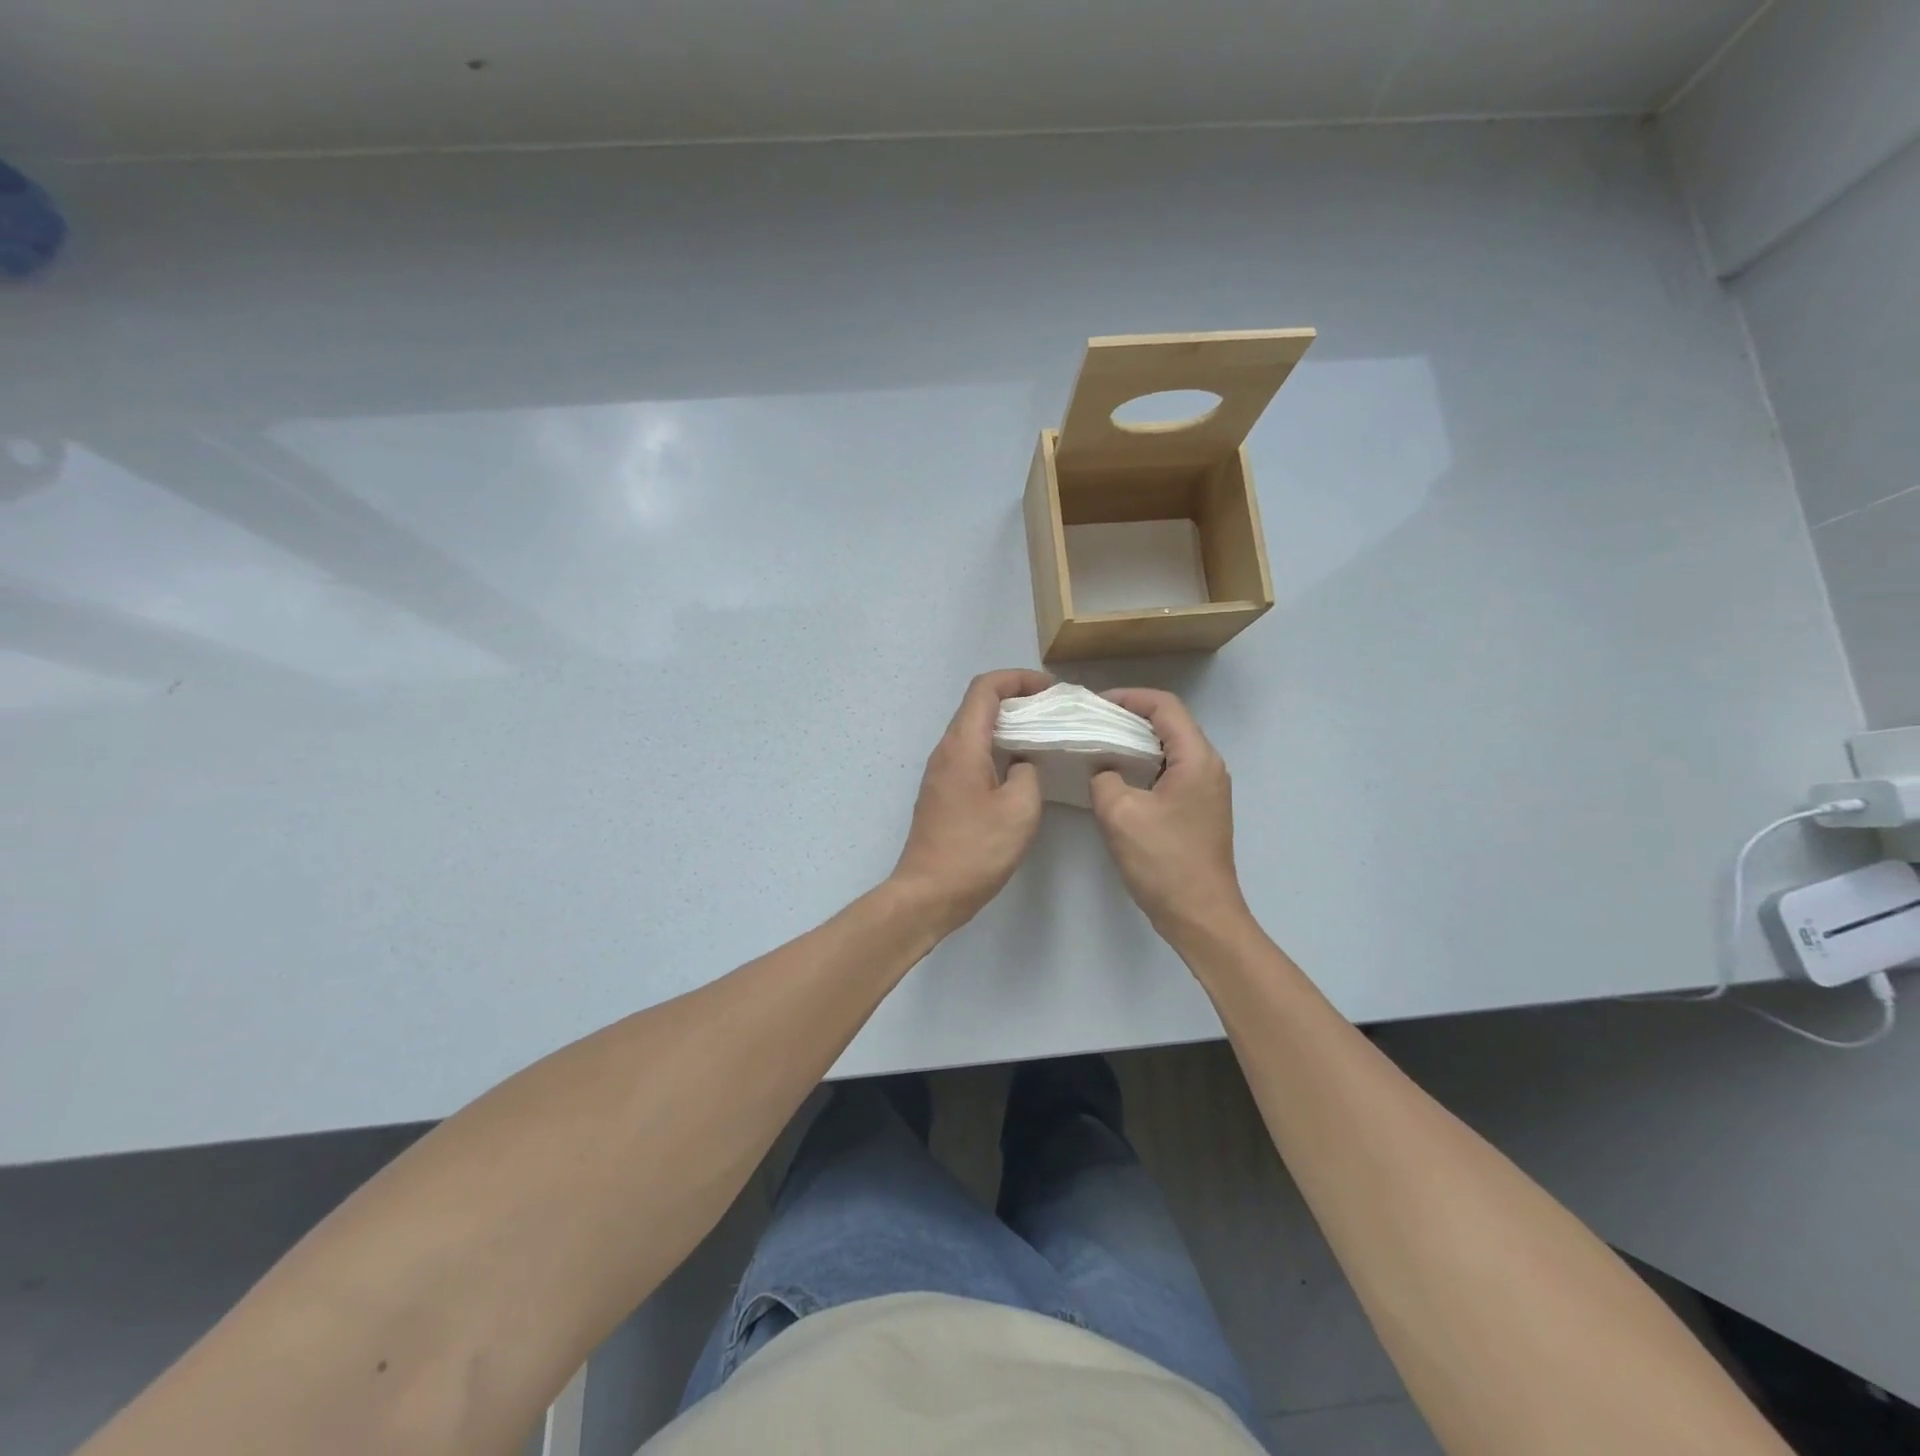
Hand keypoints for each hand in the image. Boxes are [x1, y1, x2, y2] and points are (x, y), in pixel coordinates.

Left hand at [891, 669, 1052, 931]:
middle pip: (978, 706)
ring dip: (1006, 726)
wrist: (928, 893)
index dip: (1018, 679)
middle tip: (1053, 713)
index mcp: (962, 745)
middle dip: (1016, 700)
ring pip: (973, 731)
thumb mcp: (1019, 810)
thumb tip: (1021, 764)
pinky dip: (996, 749)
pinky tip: (1019, 769)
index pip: (985, 688)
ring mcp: (939, 772)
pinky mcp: (941, 792)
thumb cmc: (975, 850)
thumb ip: (1027, 774)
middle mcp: (945, 750)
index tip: (1050, 691)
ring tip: (1042, 737)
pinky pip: (970, 754)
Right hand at [1089, 688, 1249, 938]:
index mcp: (1197, 759)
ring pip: (1168, 749)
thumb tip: (1103, 769)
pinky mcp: (1199, 809)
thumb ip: (1104, 779)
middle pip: (1169, 724)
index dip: (1129, 697)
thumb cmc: (1164, 861)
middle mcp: (1208, 766)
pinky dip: (1143, 765)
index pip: (1165, 706)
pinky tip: (1116, 778)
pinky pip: (1169, 772)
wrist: (1200, 915)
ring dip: (1135, 743)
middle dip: (1129, 717)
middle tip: (1091, 723)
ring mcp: (1206, 789)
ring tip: (1098, 746)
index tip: (1095, 704)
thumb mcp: (1120, 814)